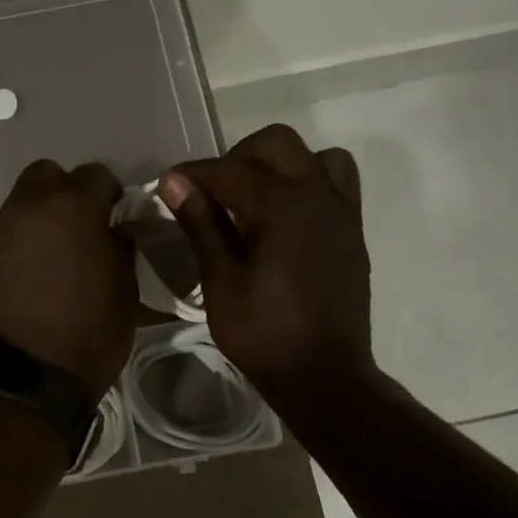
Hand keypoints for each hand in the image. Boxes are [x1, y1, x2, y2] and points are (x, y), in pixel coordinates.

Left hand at [0, 160, 136, 397]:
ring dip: (39, 217)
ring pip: (21, 203)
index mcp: (73, 208)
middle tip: (80, 225)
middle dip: (65, 191)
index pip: (97, 175)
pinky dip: (18, 242)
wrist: (22, 380)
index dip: (110, 194)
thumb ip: (122, 249)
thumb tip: (119, 230)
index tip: (116, 216)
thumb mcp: (125, 292)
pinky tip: (29, 273)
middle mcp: (29, 207)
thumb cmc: (87, 336)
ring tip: (53, 253)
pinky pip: (4, 233)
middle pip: (47, 175)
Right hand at [160, 124, 376, 423]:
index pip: (227, 171)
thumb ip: (202, 225)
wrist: (323, 374)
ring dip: (279, 164)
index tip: (165, 185)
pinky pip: (337, 182)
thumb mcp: (221, 282)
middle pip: (275, 144)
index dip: (191, 174)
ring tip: (254, 198)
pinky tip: (286, 217)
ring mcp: (340, 211)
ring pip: (314, 155)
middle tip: (211, 192)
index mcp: (280, 207)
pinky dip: (309, 181)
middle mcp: (316, 195)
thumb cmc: (263, 334)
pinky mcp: (352, 230)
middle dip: (236, 158)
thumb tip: (175, 182)